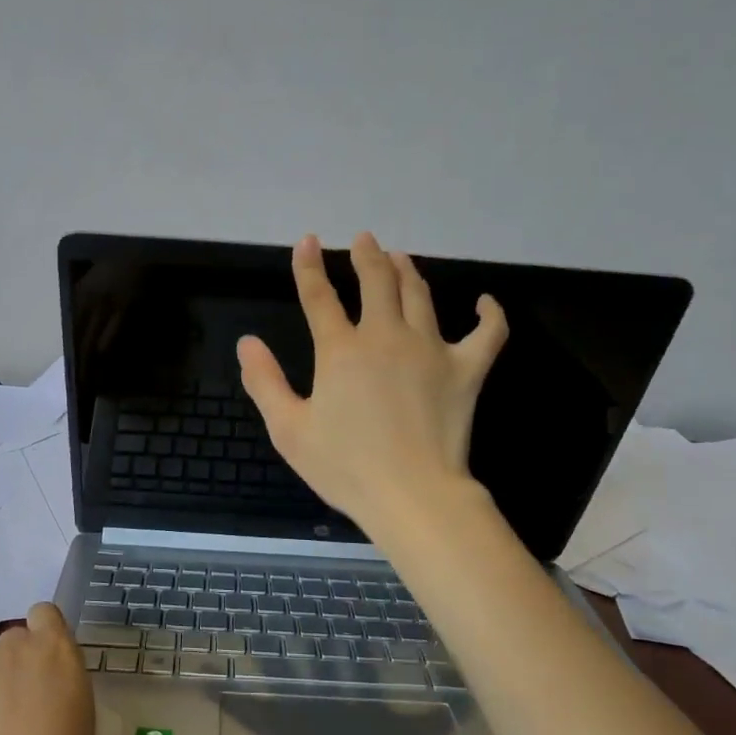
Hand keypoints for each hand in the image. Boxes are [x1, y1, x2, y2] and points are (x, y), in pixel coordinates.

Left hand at [0, 604, 93, 734]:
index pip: (44, 613)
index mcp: (55, 646)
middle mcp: (15, 644)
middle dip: (16, 663)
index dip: (43, 633)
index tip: (46, 664)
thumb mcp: (81, 708)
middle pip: (13, 639)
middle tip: (21, 704)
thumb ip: (62, 678)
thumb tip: (46, 681)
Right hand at [237, 231, 507, 533]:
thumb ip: (265, 382)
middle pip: (375, 282)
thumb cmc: (345, 467)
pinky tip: (485, 302)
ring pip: (419, 295)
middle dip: (366, 256)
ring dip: (407, 271)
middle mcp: (385, 337)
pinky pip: (486, 334)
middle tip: (363, 240)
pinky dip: (489, 315)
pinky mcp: (465, 370)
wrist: (410, 494)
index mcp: (341, 351)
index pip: (319, 297)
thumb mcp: (289, 430)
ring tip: (400, 257)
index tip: (307, 242)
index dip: (309, 267)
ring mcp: (430, 350)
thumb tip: (246, 342)